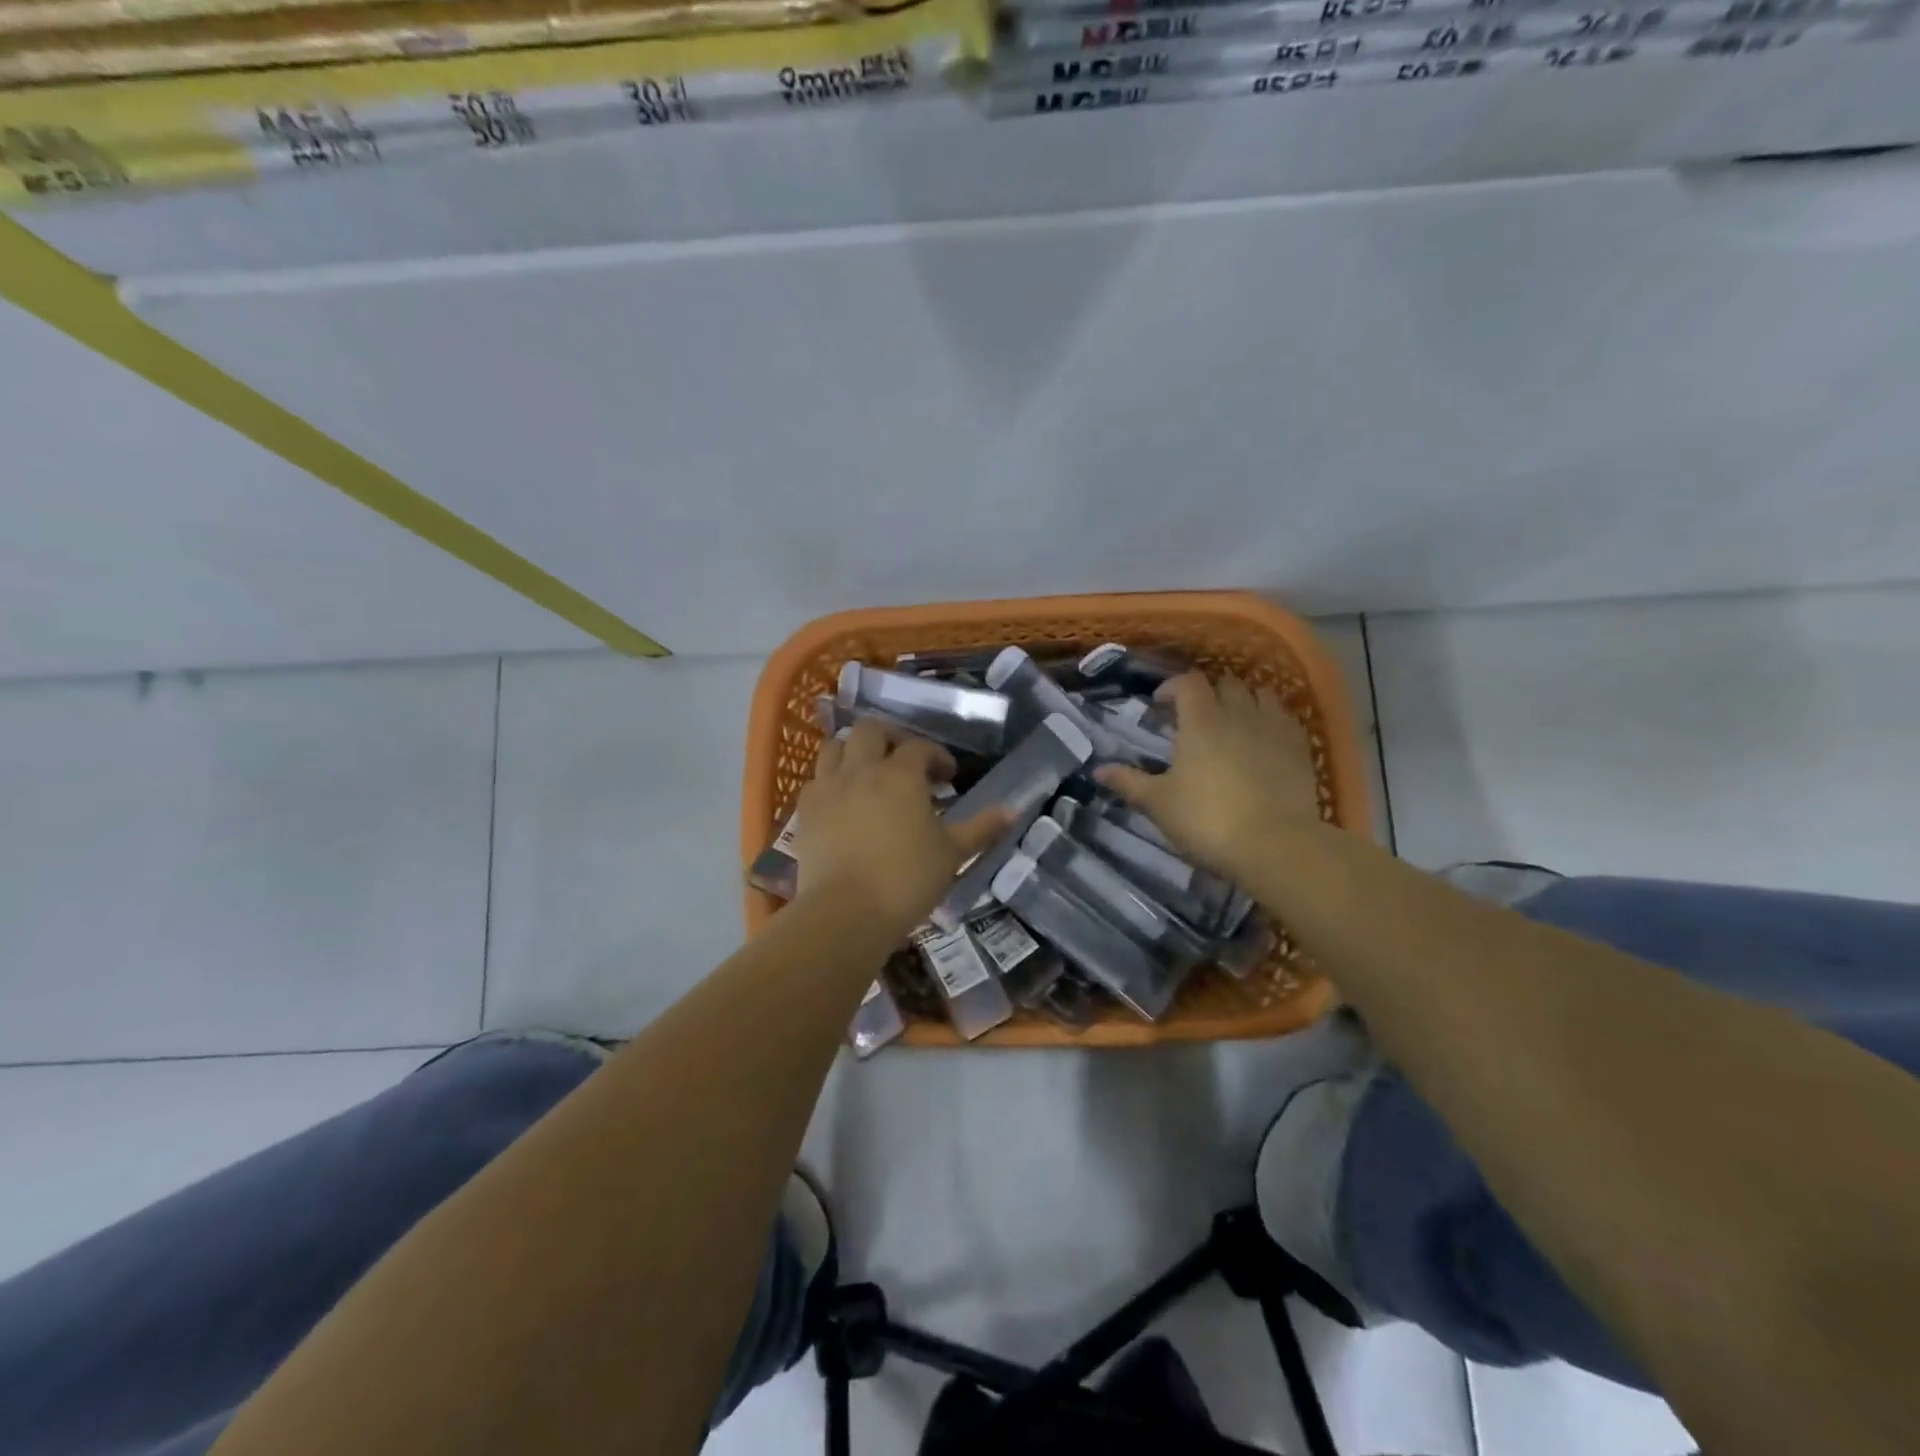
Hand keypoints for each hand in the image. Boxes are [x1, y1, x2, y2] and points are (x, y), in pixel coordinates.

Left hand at [792, 719, 1010, 937]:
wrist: (845, 912)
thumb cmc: (906, 879)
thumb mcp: (952, 854)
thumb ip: (981, 829)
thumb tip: (1013, 810)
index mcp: (900, 774)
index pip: (920, 747)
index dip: (937, 756)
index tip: (948, 776)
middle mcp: (861, 769)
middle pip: (870, 730)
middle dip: (890, 738)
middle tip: (904, 762)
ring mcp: (828, 788)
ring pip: (835, 747)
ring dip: (853, 751)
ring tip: (868, 771)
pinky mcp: (805, 811)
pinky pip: (815, 780)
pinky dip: (830, 780)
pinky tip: (842, 800)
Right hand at [1095, 673, 1322, 881]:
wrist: (1276, 845)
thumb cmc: (1207, 820)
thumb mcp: (1158, 804)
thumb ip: (1129, 782)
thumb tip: (1098, 769)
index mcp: (1201, 721)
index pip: (1188, 683)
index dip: (1172, 687)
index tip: (1159, 705)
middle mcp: (1239, 714)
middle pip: (1226, 683)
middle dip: (1208, 692)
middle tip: (1194, 714)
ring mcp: (1274, 729)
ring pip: (1260, 694)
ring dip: (1243, 699)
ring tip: (1232, 719)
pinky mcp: (1301, 748)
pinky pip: (1285, 718)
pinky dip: (1271, 718)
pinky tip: (1263, 738)